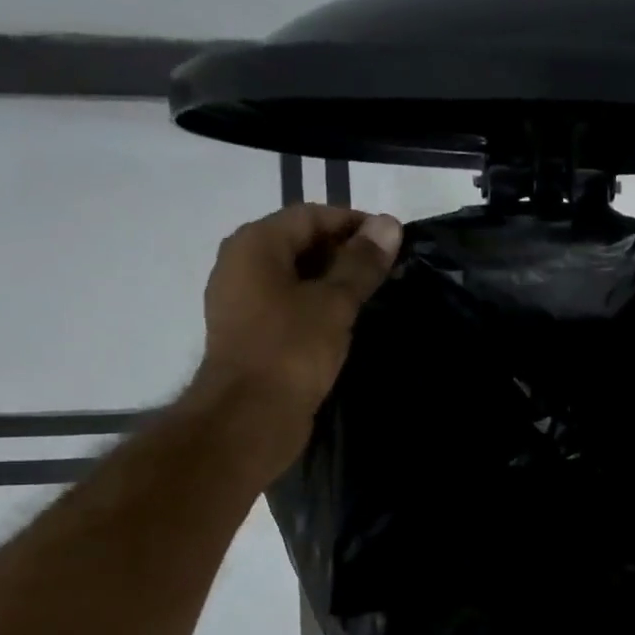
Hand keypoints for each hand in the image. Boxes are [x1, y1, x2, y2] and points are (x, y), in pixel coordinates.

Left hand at [187, 203, 402, 465]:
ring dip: (334, 282)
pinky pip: (289, 305)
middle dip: (346, 253)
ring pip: (296, 276)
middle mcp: (241, 264)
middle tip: (388, 271)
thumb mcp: (334, 303)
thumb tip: (389, 224)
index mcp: (255, 244)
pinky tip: (347, 323)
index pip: (311, 215)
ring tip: (374, 296)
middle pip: (301, 243)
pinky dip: (318, 306)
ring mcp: (242, 301)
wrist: (249, 419)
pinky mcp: (251, 333)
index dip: (354, 223)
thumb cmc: (290, 351)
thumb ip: (362, 263)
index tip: (393, 242)